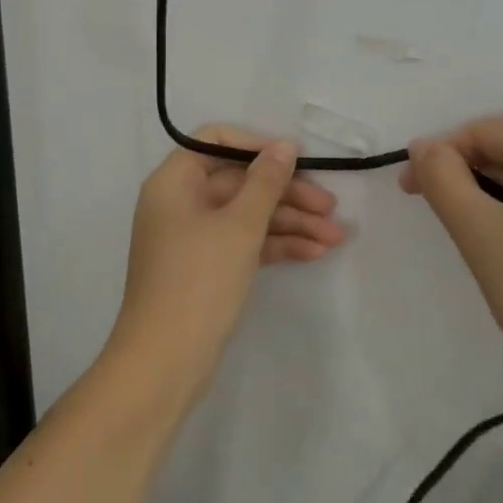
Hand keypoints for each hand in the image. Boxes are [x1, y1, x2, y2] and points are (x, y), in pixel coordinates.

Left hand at [109, 127, 349, 395]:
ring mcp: (193, 238)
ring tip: (337, 236)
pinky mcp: (206, 269)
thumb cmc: (199, 281)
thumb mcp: (239, 226)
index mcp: (174, 182)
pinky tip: (315, 252)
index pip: (216, 142)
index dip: (257, 147)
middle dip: (287, 194)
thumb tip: (284, 146)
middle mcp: (180, 203)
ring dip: (290, 223)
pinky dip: (275, 246)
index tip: (297, 160)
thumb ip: (266, 182)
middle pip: (239, 182)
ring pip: (246, 216)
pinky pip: (244, 244)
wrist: (165, 361)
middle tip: (332, 207)